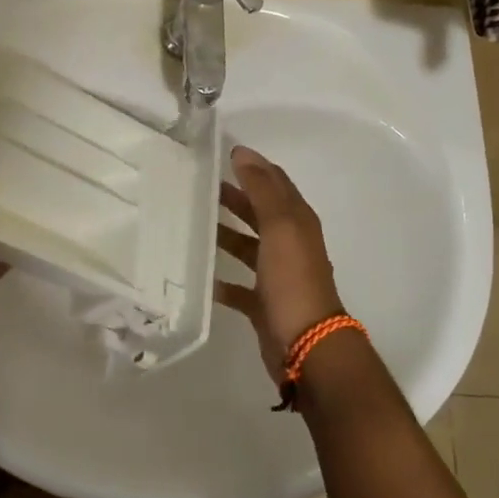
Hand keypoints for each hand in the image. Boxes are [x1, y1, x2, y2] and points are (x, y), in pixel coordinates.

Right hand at [214, 145, 345, 384]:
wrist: (306, 344)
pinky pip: (238, 286)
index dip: (253, 166)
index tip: (222, 153)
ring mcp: (277, 275)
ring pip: (247, 246)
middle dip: (234, 197)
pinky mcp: (263, 303)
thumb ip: (262, 189)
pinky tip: (199, 275)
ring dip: (224, 234)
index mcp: (297, 222)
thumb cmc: (293, 279)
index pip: (275, 183)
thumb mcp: (280, 226)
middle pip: (259, 212)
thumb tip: (243, 153)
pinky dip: (220, 279)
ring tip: (192, 223)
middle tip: (199, 186)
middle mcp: (289, 244)